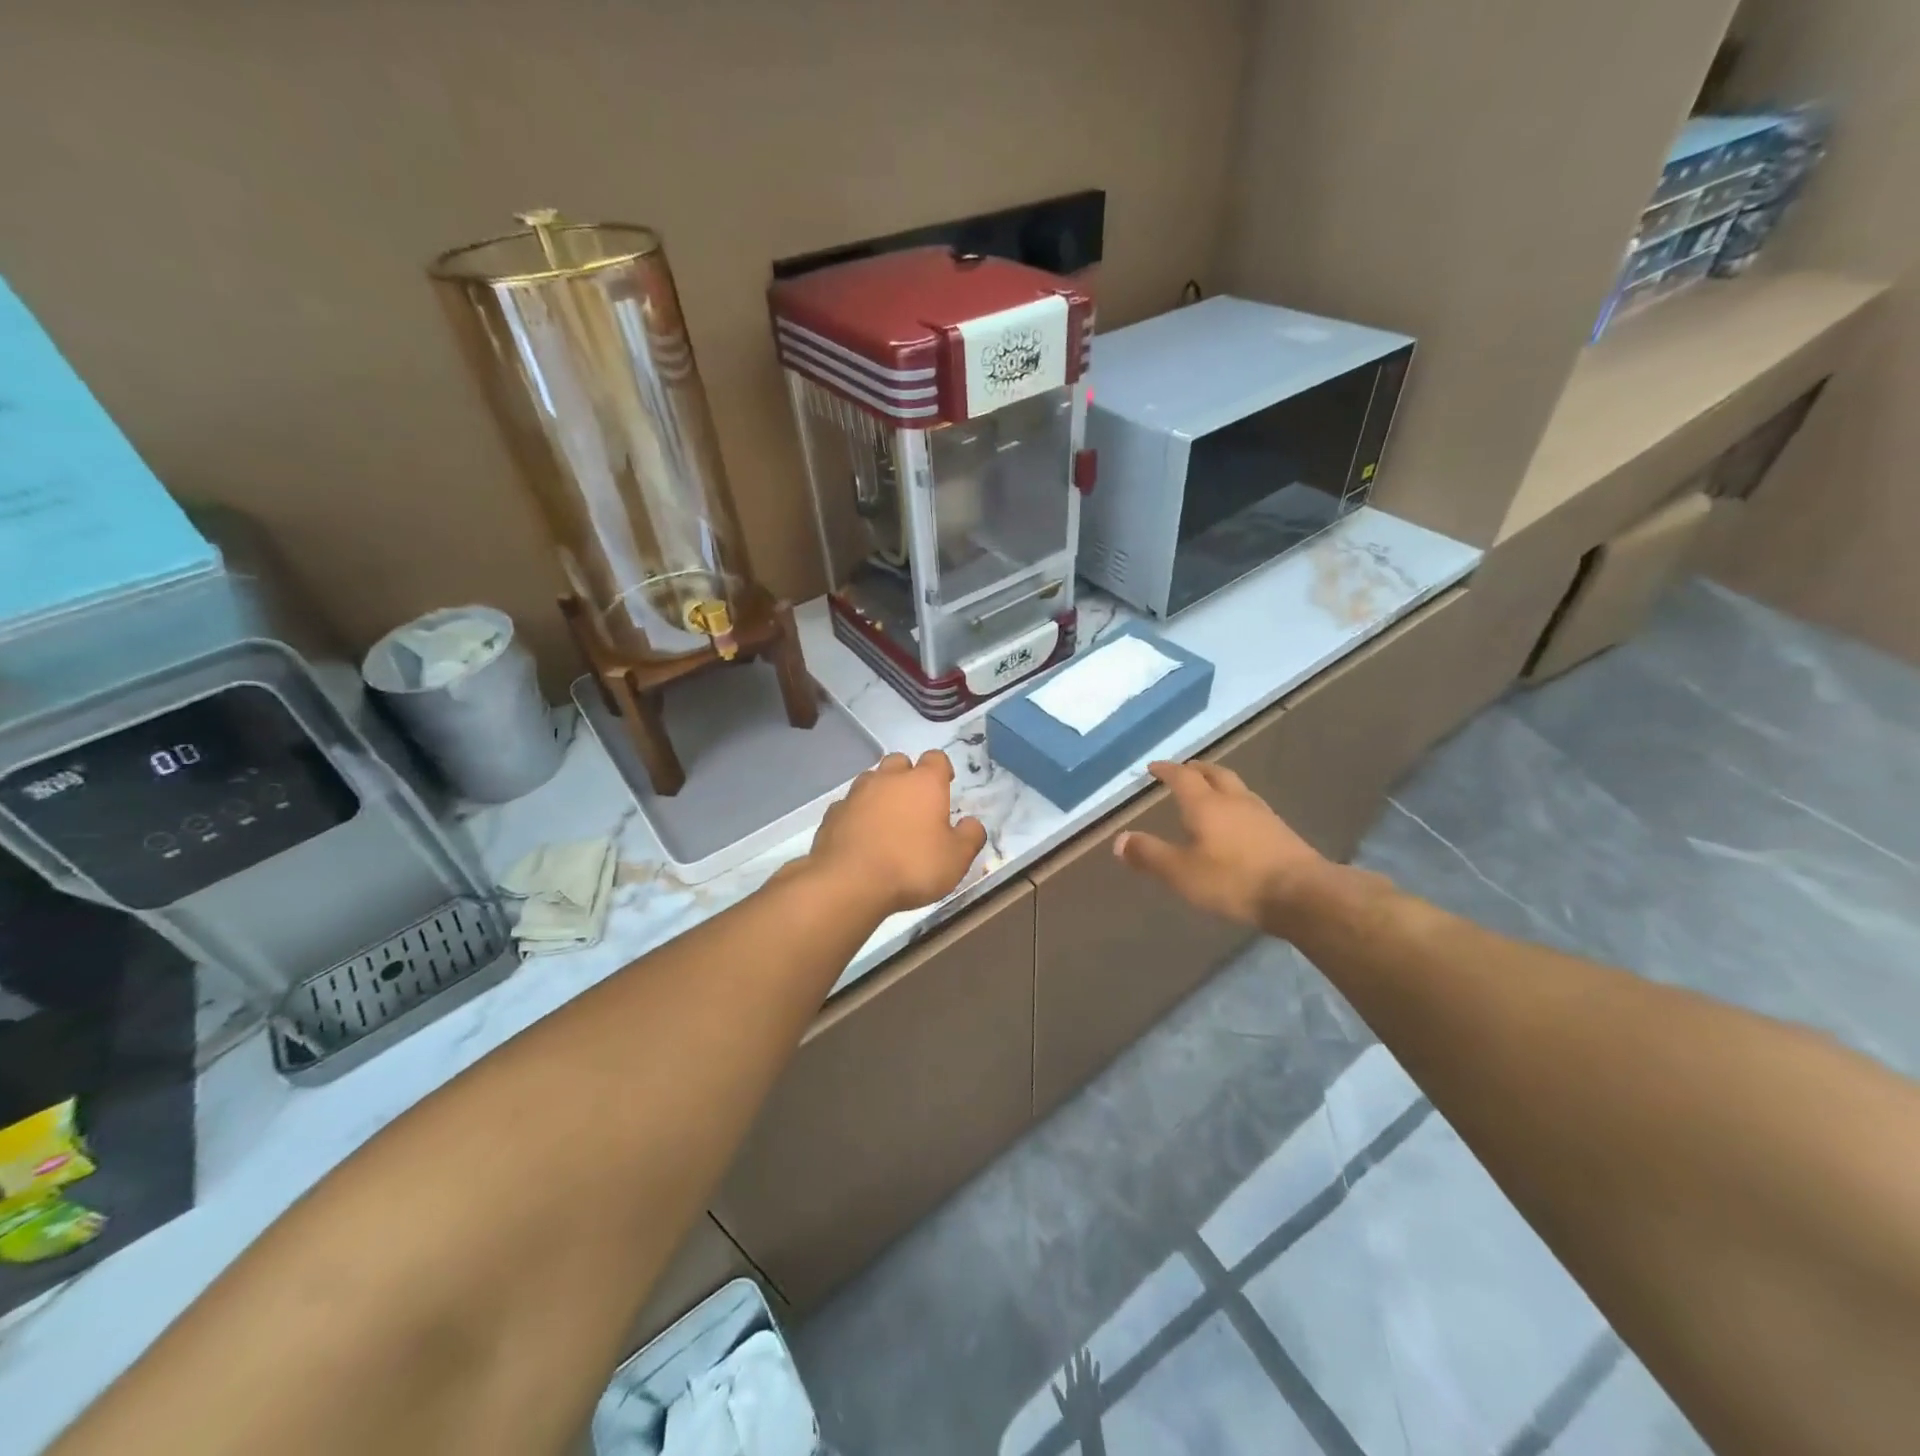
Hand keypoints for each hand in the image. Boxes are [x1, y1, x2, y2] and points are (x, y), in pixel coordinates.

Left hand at [807, 750, 987, 914]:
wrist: (849, 882)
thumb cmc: (912, 866)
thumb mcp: (956, 859)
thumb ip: (970, 837)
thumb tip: (972, 823)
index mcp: (923, 783)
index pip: (936, 758)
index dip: (942, 769)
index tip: (946, 784)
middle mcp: (888, 779)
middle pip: (899, 761)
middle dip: (908, 775)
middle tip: (915, 803)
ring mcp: (856, 794)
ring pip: (871, 780)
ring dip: (880, 792)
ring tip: (887, 819)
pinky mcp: (832, 814)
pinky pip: (849, 805)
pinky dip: (857, 814)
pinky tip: (861, 836)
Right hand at [1114, 760, 1333, 930]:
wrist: (1302, 895)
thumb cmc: (1234, 880)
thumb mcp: (1181, 873)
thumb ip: (1149, 855)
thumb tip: (1119, 839)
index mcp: (1206, 805)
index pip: (1182, 777)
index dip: (1166, 770)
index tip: (1154, 767)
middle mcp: (1234, 801)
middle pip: (1214, 773)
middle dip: (1196, 769)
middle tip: (1184, 770)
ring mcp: (1262, 814)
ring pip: (1236, 788)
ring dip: (1219, 784)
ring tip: (1209, 793)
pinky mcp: (1281, 832)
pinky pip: (1251, 807)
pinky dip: (1236, 805)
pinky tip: (1237, 822)